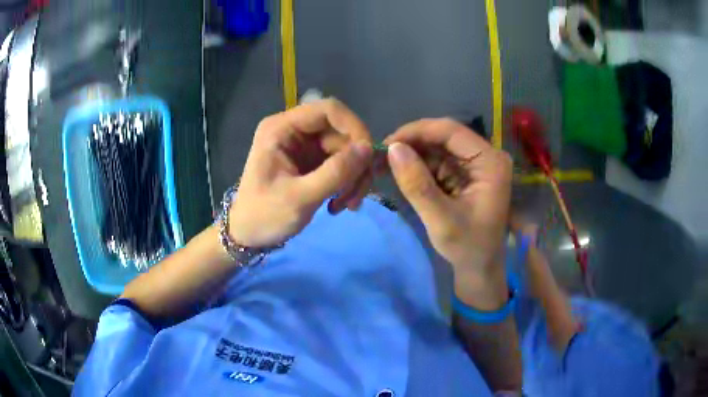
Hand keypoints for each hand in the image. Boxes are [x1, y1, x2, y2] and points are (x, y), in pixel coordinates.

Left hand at [228, 99, 373, 247]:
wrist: (248, 235)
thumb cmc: (264, 215)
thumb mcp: (299, 197)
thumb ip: (335, 172)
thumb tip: (369, 149)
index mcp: (281, 128)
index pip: (328, 109)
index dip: (354, 127)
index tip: (368, 156)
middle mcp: (294, 131)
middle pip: (341, 132)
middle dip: (356, 162)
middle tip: (357, 195)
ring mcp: (304, 147)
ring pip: (346, 150)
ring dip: (354, 177)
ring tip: (346, 205)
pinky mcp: (311, 162)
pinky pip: (341, 164)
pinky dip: (347, 183)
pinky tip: (339, 204)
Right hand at [384, 118, 512, 308]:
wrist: (479, 267)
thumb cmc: (468, 247)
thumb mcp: (441, 219)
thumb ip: (417, 184)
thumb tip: (392, 148)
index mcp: (490, 162)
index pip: (451, 131)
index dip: (417, 131)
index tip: (387, 143)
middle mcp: (485, 156)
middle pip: (444, 136)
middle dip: (412, 143)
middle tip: (381, 154)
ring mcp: (475, 163)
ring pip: (438, 146)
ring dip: (412, 153)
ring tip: (384, 164)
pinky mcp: (464, 173)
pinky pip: (438, 160)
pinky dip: (418, 165)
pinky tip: (400, 172)